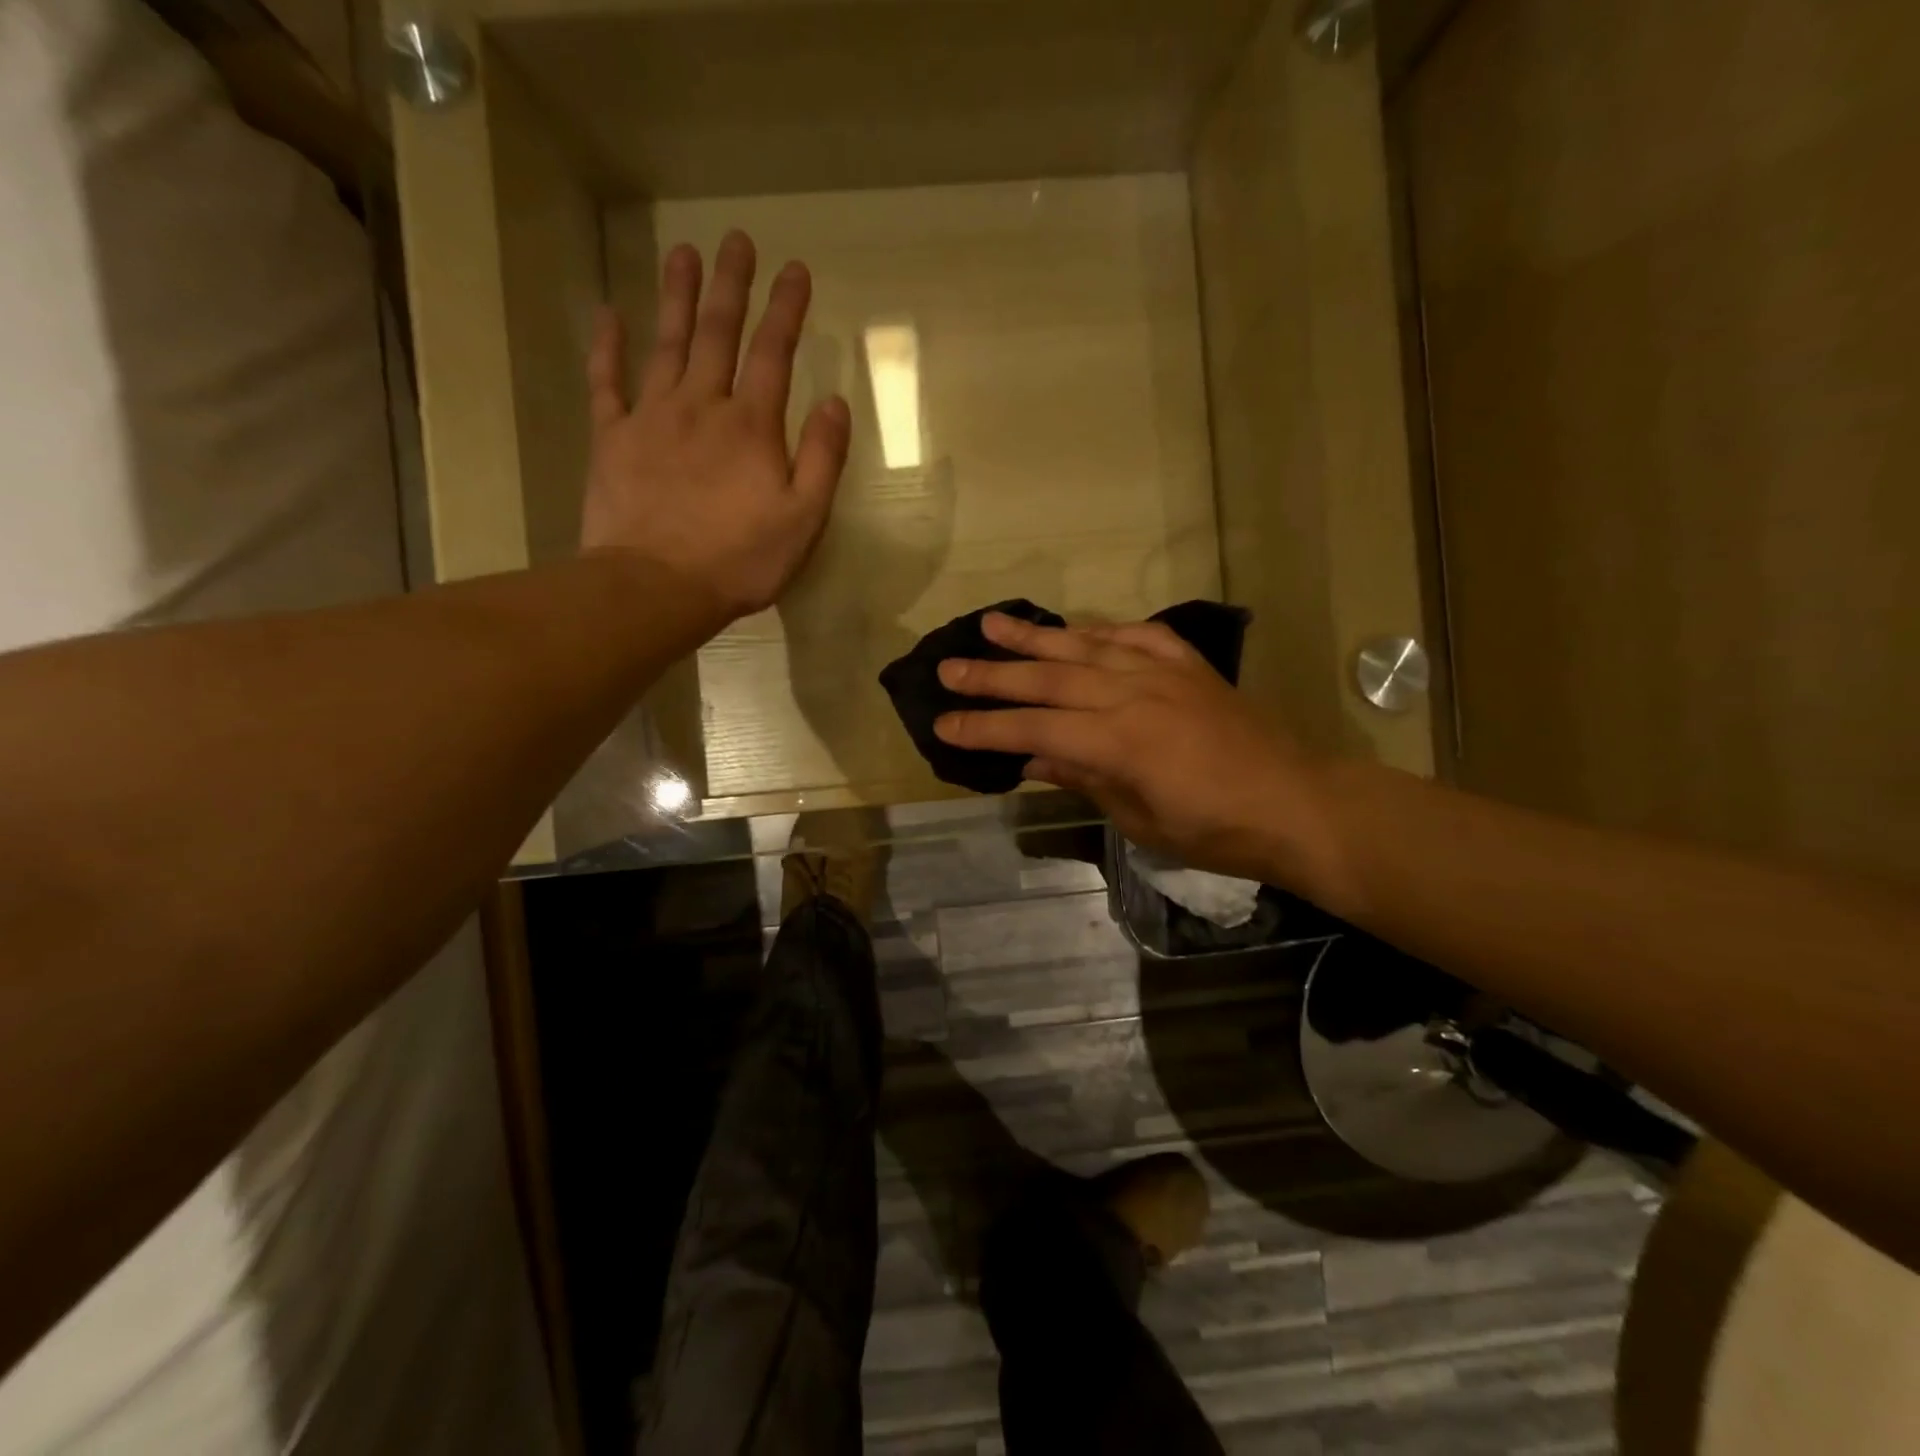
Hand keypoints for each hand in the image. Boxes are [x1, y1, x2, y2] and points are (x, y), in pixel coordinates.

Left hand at [580, 231, 851, 623]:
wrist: (657, 586)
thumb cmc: (740, 559)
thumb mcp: (803, 519)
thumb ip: (823, 459)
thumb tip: (835, 402)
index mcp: (751, 426)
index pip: (774, 353)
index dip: (786, 310)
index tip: (795, 269)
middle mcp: (701, 406)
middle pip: (717, 333)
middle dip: (730, 285)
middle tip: (735, 240)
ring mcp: (651, 418)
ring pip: (666, 344)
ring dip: (676, 297)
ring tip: (682, 251)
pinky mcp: (612, 439)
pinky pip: (606, 382)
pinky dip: (606, 346)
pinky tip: (608, 315)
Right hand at [933, 613, 1332, 884]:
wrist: (1296, 803)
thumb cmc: (1215, 830)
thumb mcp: (1139, 819)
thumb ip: (1083, 779)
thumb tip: (1032, 760)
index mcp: (1118, 741)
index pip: (1034, 729)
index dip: (985, 728)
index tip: (943, 724)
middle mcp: (1133, 694)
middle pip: (1049, 677)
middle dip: (993, 675)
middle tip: (948, 668)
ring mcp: (1162, 672)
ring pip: (1085, 645)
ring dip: (1035, 635)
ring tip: (992, 623)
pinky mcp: (1188, 664)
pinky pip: (1136, 635)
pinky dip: (1102, 630)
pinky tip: (1079, 628)